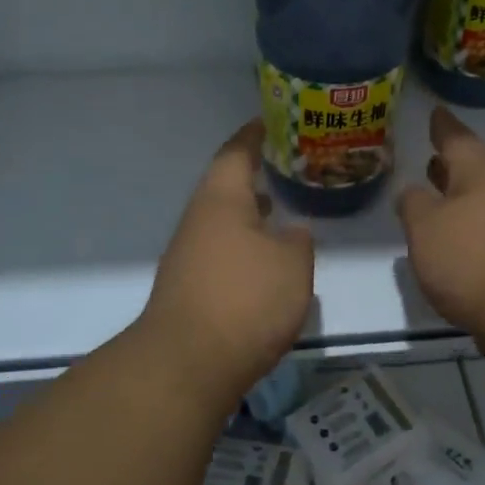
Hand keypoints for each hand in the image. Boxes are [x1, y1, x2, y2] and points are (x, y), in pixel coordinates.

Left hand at [139, 119, 314, 396]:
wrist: (188, 364)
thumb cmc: (245, 300)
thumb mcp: (292, 264)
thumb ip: (297, 240)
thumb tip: (292, 231)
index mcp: (221, 199)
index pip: (237, 152)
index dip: (255, 134)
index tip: (272, 121)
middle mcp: (198, 220)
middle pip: (226, 186)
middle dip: (256, 175)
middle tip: (289, 167)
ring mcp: (188, 255)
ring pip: (224, 221)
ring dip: (251, 213)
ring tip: (282, 209)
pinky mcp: (189, 287)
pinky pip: (222, 251)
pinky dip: (245, 245)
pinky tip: (265, 261)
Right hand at [397, 106, 484, 347]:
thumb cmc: (472, 259)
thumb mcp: (426, 226)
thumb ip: (413, 204)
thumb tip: (411, 192)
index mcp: (481, 173)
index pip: (457, 138)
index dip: (442, 126)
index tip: (435, 111)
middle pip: (474, 169)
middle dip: (450, 164)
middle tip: (430, 155)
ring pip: (481, 200)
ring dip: (457, 197)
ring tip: (433, 196)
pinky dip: (466, 227)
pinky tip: (450, 242)